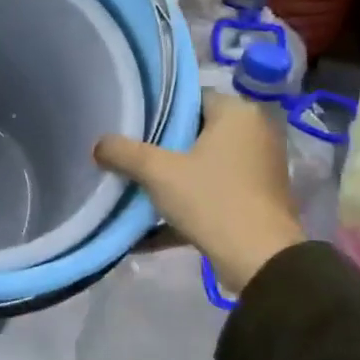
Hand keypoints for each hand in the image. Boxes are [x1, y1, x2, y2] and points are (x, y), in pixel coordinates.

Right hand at [93, 90, 302, 295]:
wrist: (260, 261)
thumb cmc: (212, 199)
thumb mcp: (157, 172)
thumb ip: (123, 152)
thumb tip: (99, 144)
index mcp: (238, 114)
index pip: (191, 98)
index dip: (158, 110)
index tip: (130, 125)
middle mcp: (254, 135)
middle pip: (196, 133)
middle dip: (161, 148)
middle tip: (127, 155)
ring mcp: (258, 171)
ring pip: (203, 166)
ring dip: (170, 180)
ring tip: (133, 188)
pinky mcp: (255, 202)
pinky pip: (211, 195)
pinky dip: (184, 207)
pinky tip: (146, 232)